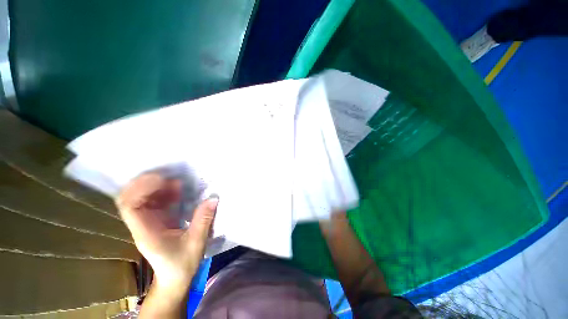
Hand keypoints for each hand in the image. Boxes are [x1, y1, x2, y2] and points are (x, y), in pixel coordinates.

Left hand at [116, 173, 217, 290]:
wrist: (174, 278)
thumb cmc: (181, 264)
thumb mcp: (196, 242)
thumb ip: (203, 219)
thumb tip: (213, 198)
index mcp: (146, 232)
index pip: (130, 207)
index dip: (140, 190)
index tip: (161, 180)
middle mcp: (142, 225)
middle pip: (130, 199)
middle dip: (145, 184)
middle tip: (167, 176)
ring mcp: (147, 222)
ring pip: (141, 199)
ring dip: (156, 187)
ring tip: (176, 182)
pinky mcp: (156, 221)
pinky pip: (154, 202)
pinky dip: (163, 193)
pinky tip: (177, 191)